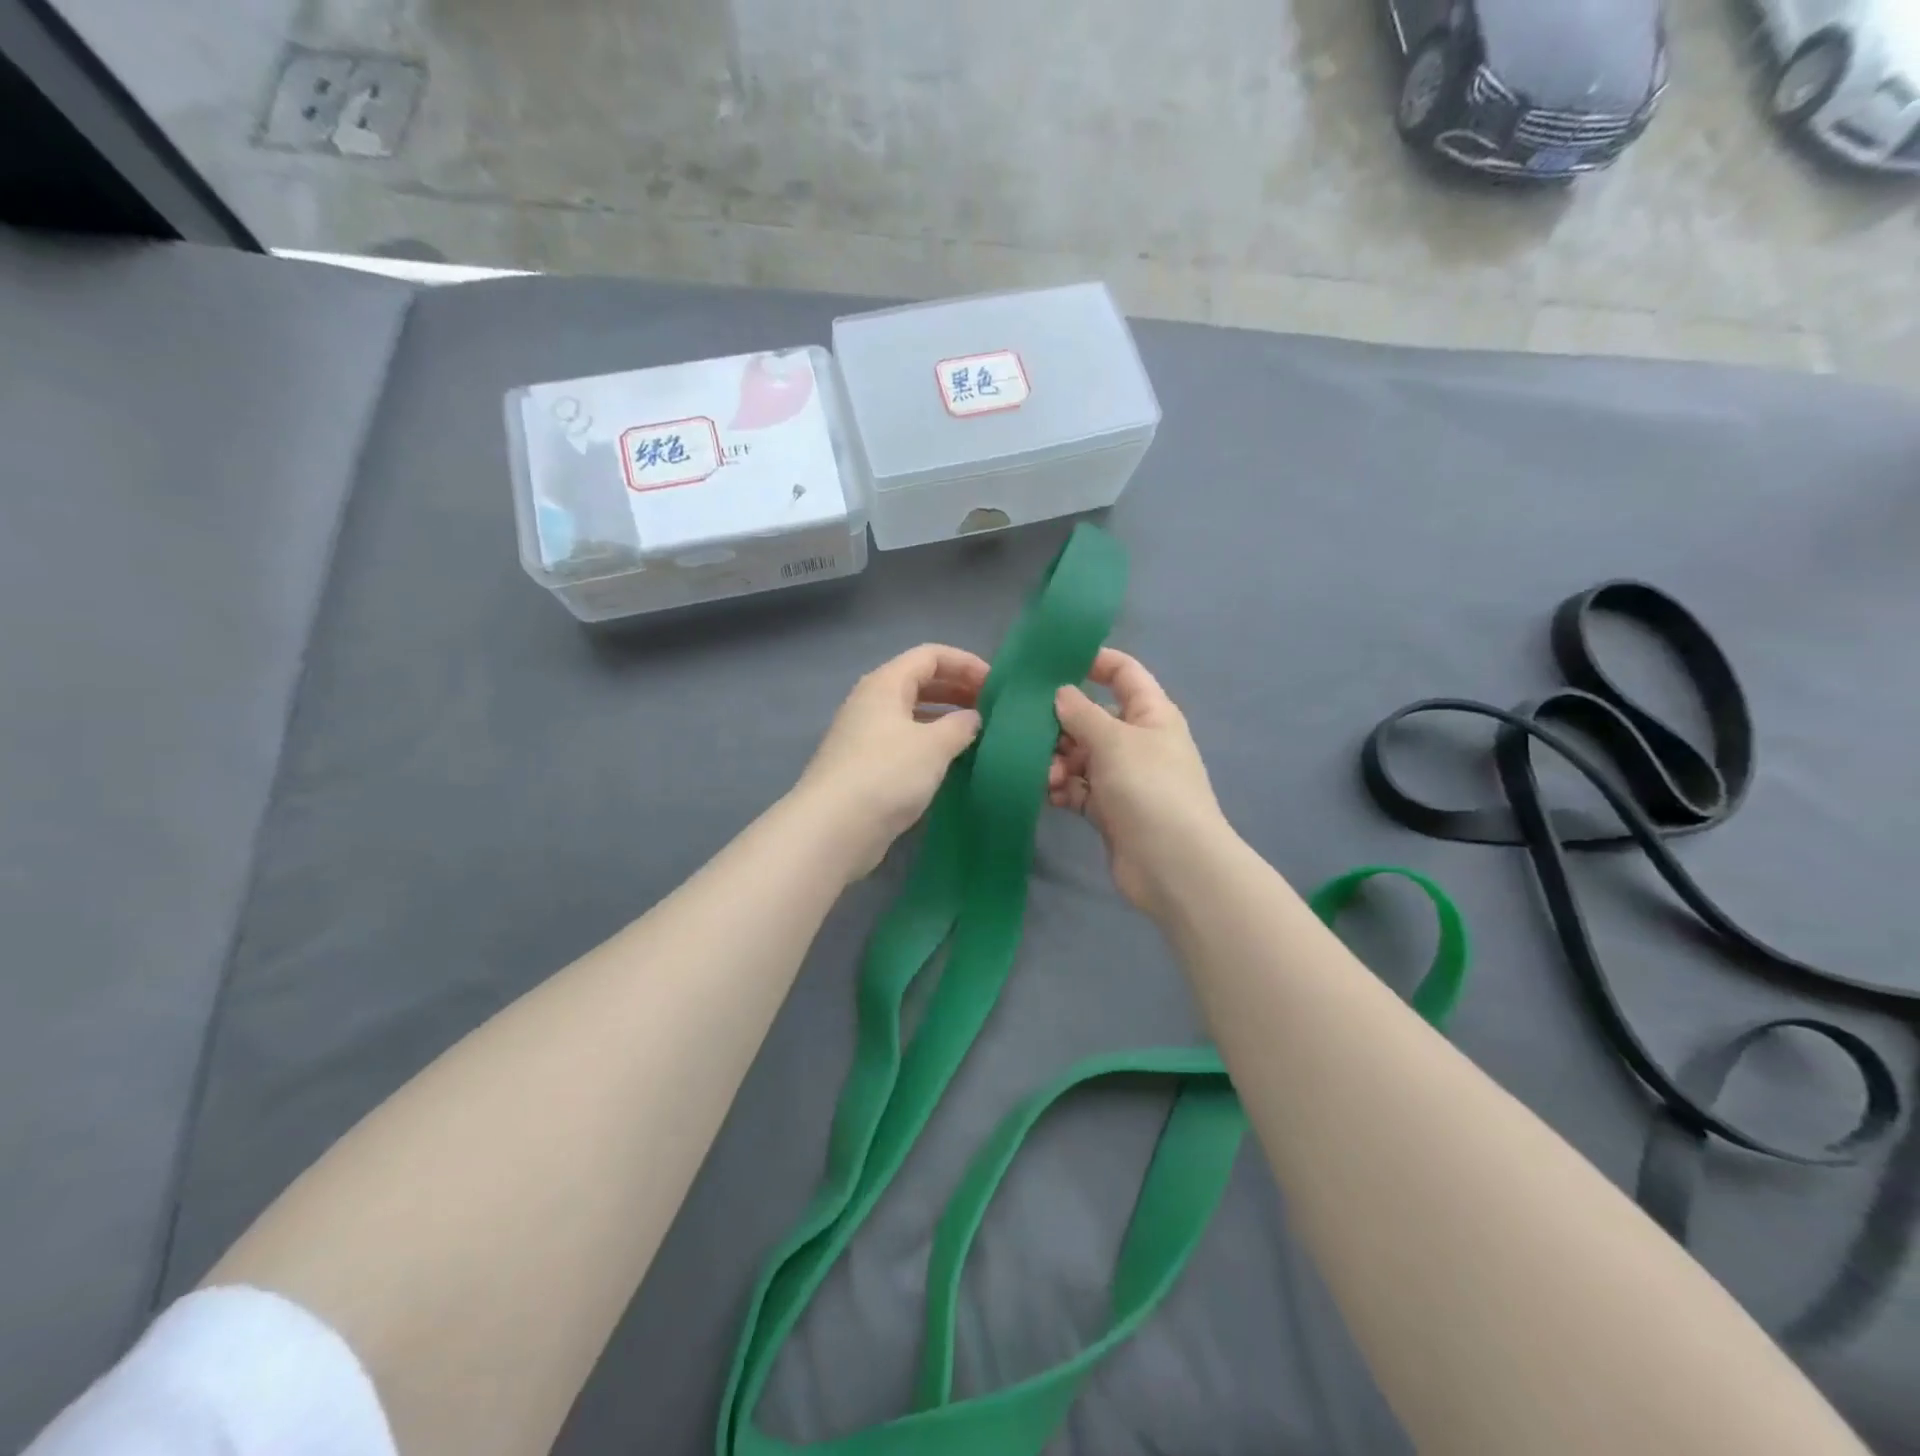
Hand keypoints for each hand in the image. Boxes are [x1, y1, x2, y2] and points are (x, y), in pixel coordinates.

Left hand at [795, 643, 988, 878]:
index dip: (965, 663)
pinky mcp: (864, 766)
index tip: (996, 685)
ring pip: (912, 713)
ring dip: (945, 718)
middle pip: (919, 681)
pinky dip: (930, 743)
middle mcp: (871, 702)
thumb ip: (960, 725)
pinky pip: (904, 741)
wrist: (833, 828)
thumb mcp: (933, 746)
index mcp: (885, 684)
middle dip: (957, 689)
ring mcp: (865, 735)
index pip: (930, 655)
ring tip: (976, 734)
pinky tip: (950, 762)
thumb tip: (972, 718)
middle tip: (990, 708)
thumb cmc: (886, 775)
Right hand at [1049, 649, 1229, 915]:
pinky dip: (1064, 788)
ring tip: (1049, 777)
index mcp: (1151, 713)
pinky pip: (1078, 788)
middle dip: (1061, 723)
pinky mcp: (1109, 809)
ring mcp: (1123, 777)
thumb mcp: (1114, 740)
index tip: (1051, 663)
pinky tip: (1051, 794)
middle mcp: (1137, 740)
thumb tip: (1061, 693)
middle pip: (1092, 717)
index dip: (1093, 661)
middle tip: (1031, 732)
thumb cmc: (1149, 788)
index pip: (1123, 673)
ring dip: (1058, 761)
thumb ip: (1082, 713)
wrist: (1173, 865)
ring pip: (1080, 755)